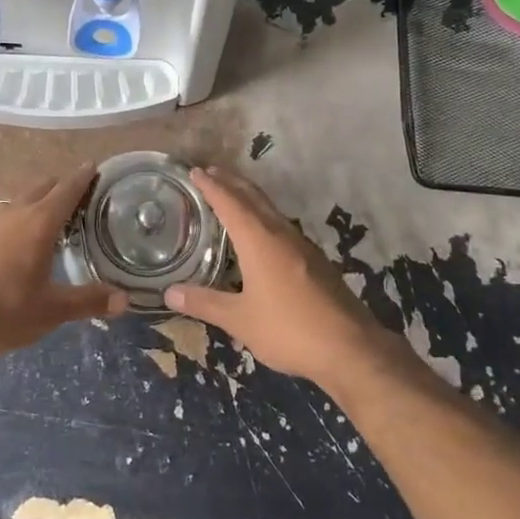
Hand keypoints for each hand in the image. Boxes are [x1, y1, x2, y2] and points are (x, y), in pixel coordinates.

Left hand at [0, 163, 127, 362]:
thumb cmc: (4, 313)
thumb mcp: (52, 311)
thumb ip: (89, 301)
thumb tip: (125, 299)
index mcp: (41, 224)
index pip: (68, 191)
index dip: (83, 178)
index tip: (93, 167)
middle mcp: (13, 212)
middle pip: (41, 189)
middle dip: (59, 188)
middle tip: (72, 195)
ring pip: (11, 196)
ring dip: (26, 197)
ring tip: (35, 203)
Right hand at [163, 165, 385, 391]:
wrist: (350, 347)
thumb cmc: (289, 329)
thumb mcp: (240, 320)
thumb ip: (205, 303)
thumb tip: (169, 291)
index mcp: (260, 241)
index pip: (230, 203)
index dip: (211, 186)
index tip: (195, 171)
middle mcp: (281, 234)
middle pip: (253, 198)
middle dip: (231, 182)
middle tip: (210, 172)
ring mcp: (302, 246)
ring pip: (270, 210)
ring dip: (249, 198)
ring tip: (232, 195)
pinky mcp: (315, 261)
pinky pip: (282, 226)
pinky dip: (264, 217)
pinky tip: (261, 234)